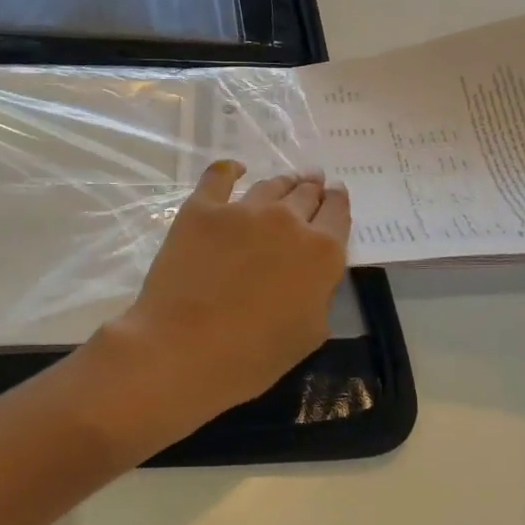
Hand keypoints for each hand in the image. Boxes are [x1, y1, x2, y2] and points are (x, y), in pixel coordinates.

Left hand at [103, 161, 350, 432]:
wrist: (186, 347)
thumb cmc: (254, 354)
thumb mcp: (310, 332)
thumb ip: (318, 293)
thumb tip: (309, 275)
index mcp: (321, 251)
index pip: (338, 212)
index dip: (337, 201)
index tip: (334, 194)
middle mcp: (288, 220)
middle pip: (305, 194)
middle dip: (312, 189)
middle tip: (312, 183)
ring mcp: (243, 210)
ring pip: (270, 185)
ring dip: (282, 183)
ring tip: (284, 182)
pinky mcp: (202, 209)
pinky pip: (219, 176)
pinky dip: (229, 170)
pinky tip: (234, 170)